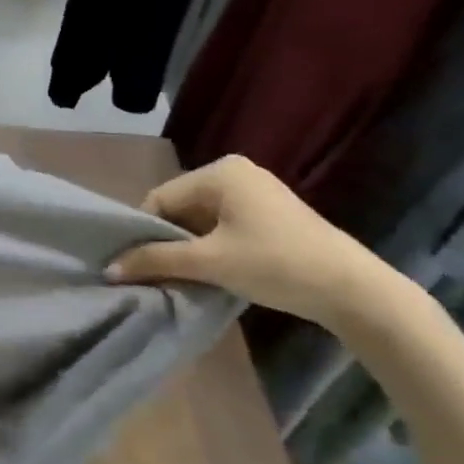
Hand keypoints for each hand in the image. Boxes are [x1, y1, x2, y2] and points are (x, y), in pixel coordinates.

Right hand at [107, 155, 386, 331]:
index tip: (136, 265)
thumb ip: (156, 260)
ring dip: (189, 248)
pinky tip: (212, 272)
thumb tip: (108, 269)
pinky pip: (224, 225)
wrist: (355, 291)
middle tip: (157, 274)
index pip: (161, 198)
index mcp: (219, 171)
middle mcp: (236, 172)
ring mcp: (257, 192)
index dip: (144, 233)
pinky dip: (212, 247)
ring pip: (202, 219)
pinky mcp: (272, 214)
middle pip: (181, 207)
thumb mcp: (210, 262)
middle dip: (167, 241)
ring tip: (182, 277)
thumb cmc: (276, 265)